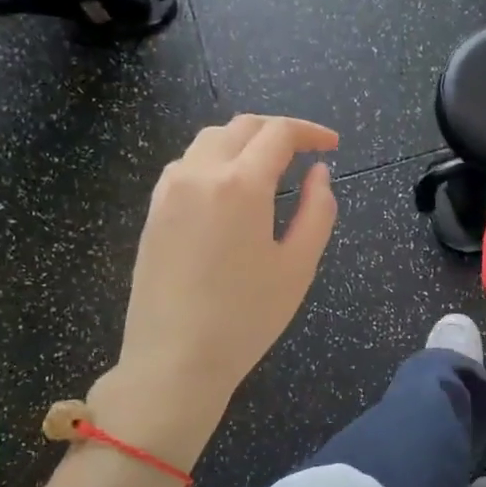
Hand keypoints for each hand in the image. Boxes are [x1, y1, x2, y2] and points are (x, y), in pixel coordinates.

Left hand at [105, 115, 338, 410]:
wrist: (174, 360)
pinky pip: (187, 165)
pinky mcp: (153, 211)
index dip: (310, 131)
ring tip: (269, 167)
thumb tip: (319, 173)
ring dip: (244, 141)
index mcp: (241, 183)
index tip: (332, 145)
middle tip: (305, 152)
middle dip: (278, 131)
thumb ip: (318, 211)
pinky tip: (230, 190)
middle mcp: (200, 173)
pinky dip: (216, 160)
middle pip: (242, 127)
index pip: (278, 132)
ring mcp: (169, 190)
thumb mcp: (298, 266)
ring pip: (210, 140)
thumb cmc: (246, 317)